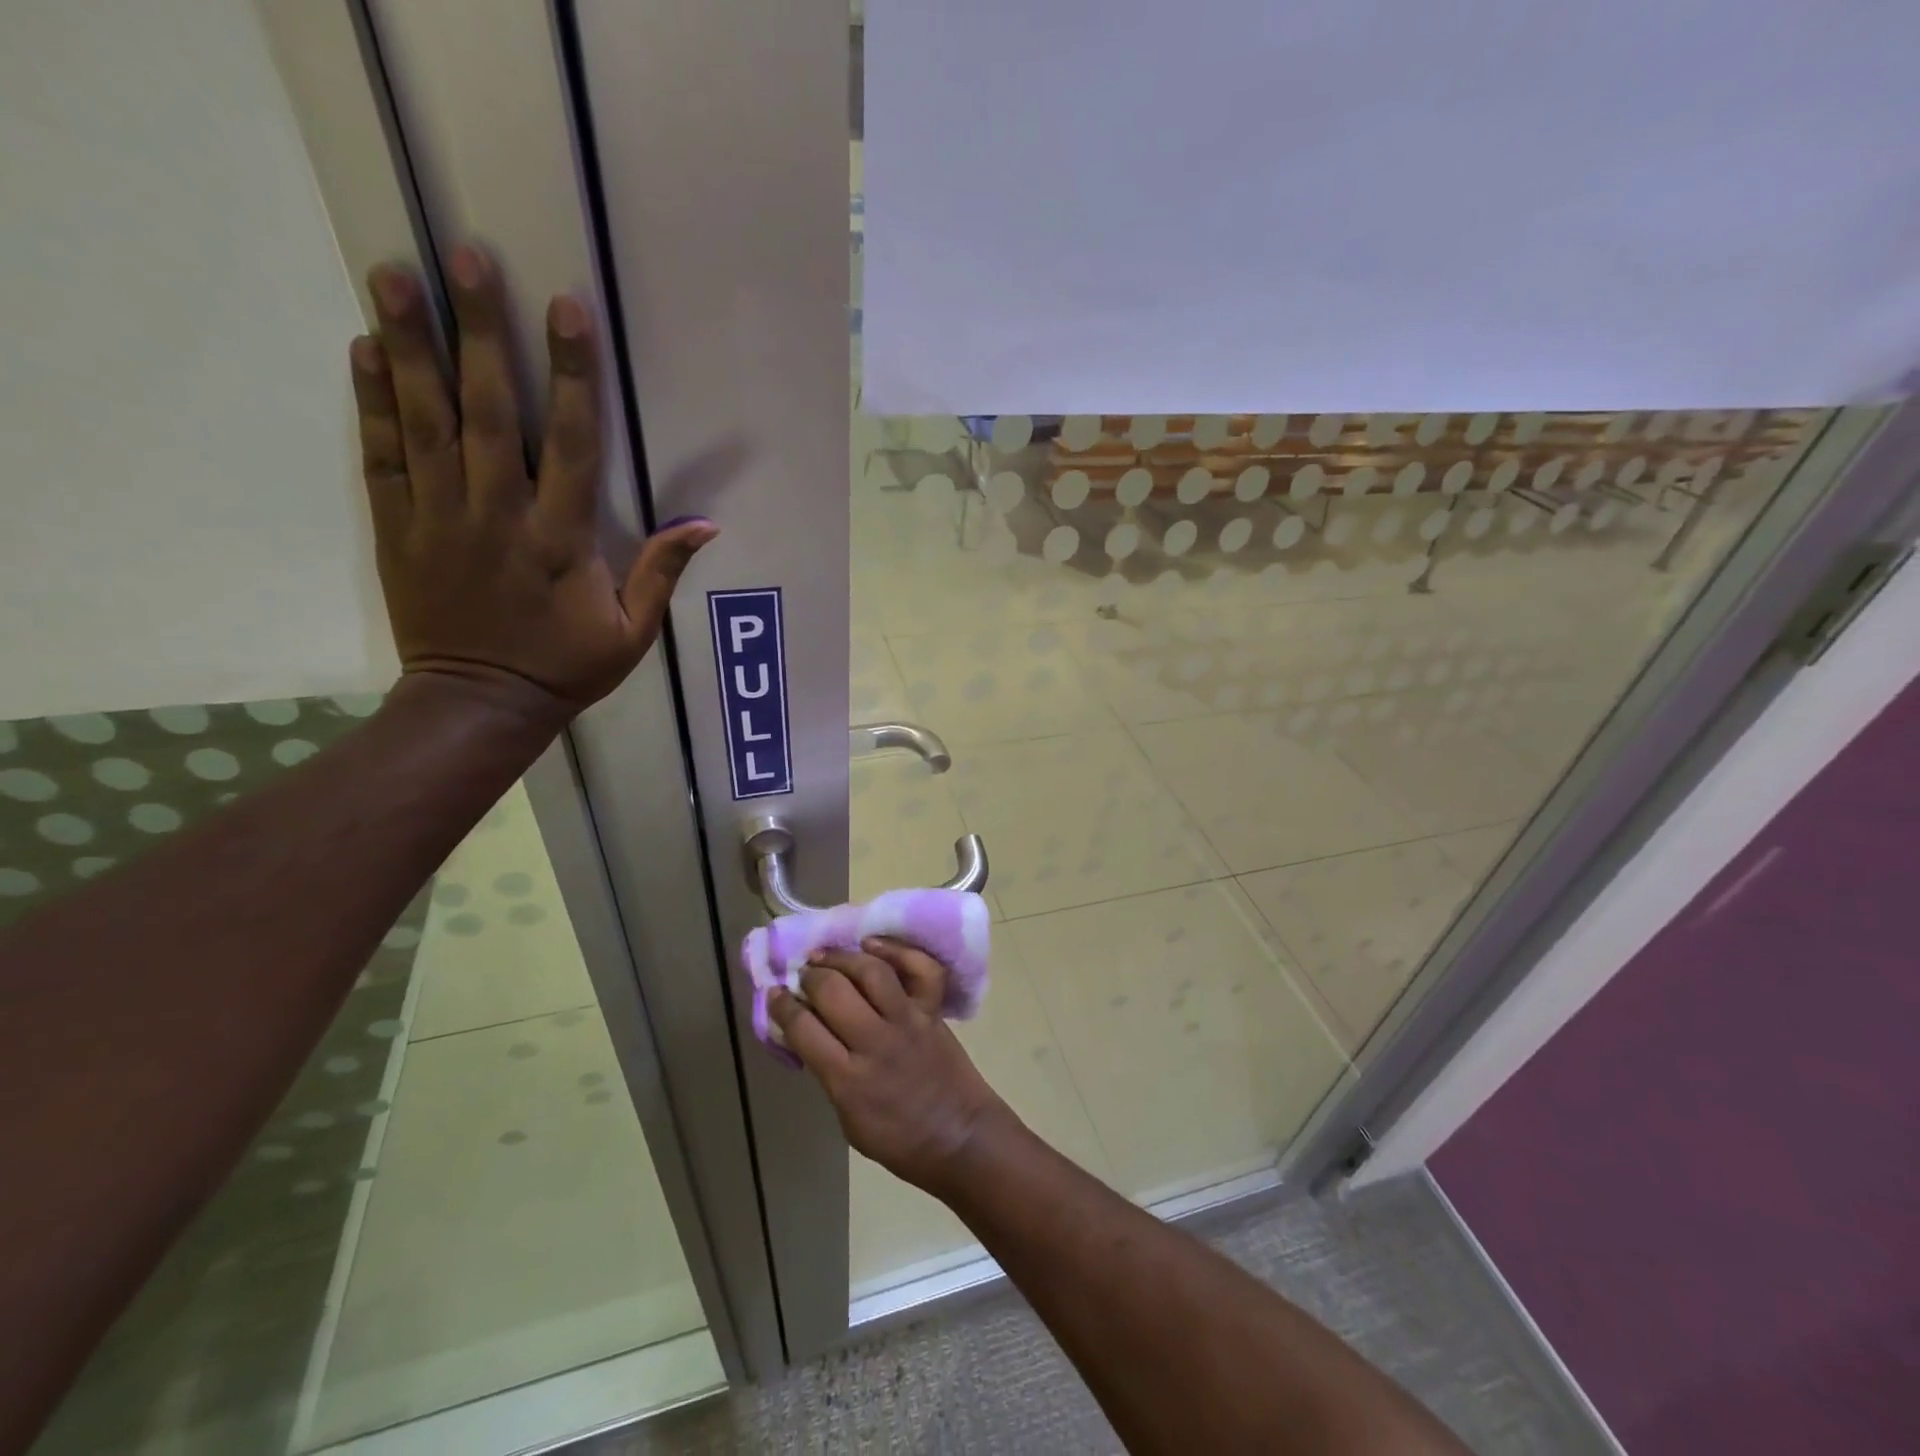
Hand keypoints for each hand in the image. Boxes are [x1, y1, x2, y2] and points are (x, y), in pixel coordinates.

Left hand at [351, 245, 715, 723]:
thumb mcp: (632, 631)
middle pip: (488, 410)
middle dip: (480, 331)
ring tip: (394, 273)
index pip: (570, 442)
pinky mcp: (398, 527)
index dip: (571, 374)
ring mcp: (440, 517)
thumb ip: (661, 572)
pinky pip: (382, 455)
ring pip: (425, 420)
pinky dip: (373, 402)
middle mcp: (498, 514)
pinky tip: (367, 348)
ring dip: (412, 345)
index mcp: (560, 538)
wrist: (480, 704)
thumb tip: (705, 525)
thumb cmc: (566, 667)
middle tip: (466, 256)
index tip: (566, 309)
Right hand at [769, 940, 1015, 1195]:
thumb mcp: (848, 1120)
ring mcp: (907, 1020)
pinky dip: (897, 951)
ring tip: (826, 955)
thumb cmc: (899, 1140)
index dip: (783, 1006)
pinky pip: (920, 969)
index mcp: (847, 1079)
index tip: (775, 993)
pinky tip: (873, 945)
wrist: (960, 1138)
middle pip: (833, 991)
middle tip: (803, 974)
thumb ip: (828, 1074)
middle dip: (810, 976)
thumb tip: (808, 1035)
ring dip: (843, 957)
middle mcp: (875, 1041)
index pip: (804, 1028)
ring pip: (871, 972)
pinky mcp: (932, 1010)